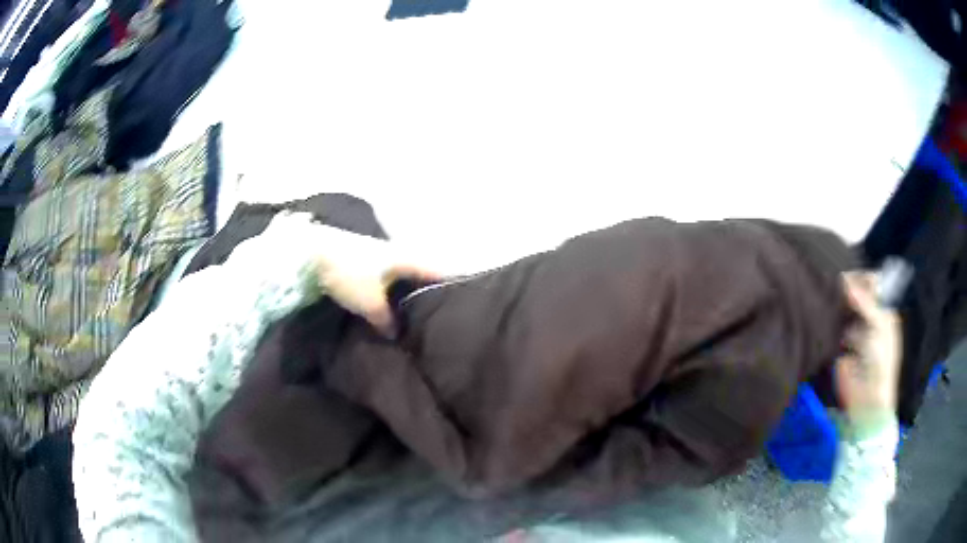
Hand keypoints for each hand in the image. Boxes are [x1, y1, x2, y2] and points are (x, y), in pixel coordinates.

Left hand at [287, 214, 441, 335]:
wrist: (311, 252)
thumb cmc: (349, 273)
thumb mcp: (370, 303)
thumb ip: (387, 321)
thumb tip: (396, 335)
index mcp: (408, 259)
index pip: (440, 272)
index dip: (455, 287)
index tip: (465, 307)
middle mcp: (400, 255)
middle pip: (423, 277)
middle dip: (431, 297)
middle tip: (440, 322)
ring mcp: (381, 258)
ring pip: (404, 281)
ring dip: (408, 298)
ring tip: (415, 323)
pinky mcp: (364, 264)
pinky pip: (386, 284)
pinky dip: (390, 297)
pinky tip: (389, 313)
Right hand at [835, 272, 901, 420]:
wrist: (866, 400)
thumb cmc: (880, 361)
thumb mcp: (879, 326)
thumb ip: (865, 302)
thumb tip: (844, 279)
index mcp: (883, 310)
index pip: (872, 284)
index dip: (861, 277)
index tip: (847, 275)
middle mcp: (869, 317)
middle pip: (856, 294)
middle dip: (846, 288)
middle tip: (832, 282)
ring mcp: (854, 330)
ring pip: (843, 309)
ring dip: (836, 304)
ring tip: (823, 295)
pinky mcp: (839, 344)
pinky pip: (833, 327)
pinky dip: (828, 320)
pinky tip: (820, 313)